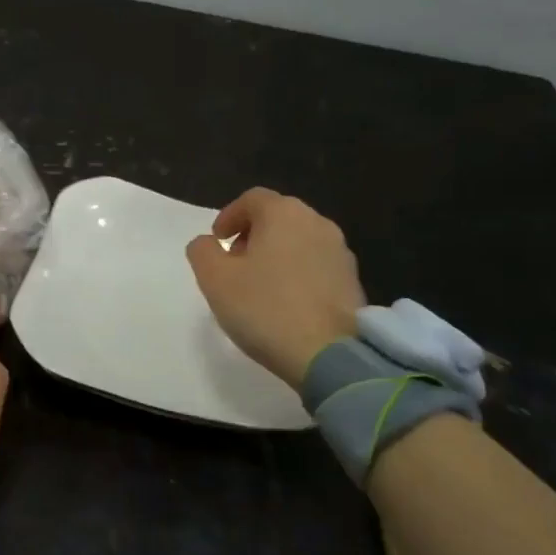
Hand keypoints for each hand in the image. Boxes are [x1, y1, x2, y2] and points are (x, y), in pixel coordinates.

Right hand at [184, 187, 365, 385]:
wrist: (330, 355)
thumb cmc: (265, 308)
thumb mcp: (214, 278)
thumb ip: (202, 251)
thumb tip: (208, 243)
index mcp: (283, 214)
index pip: (252, 199)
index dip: (229, 216)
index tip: (217, 241)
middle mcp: (316, 223)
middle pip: (278, 217)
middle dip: (252, 234)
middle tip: (235, 262)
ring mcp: (340, 252)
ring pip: (299, 241)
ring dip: (276, 254)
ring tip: (259, 285)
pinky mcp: (353, 281)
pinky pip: (316, 265)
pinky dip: (297, 273)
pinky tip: (286, 302)